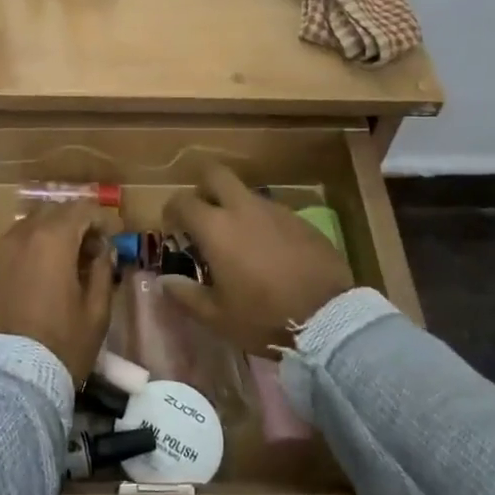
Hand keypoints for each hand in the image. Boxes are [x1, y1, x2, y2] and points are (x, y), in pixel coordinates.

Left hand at [0, 203, 115, 386]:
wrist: (9, 380)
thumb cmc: (61, 344)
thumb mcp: (96, 312)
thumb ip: (103, 272)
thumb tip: (104, 252)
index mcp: (52, 240)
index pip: (80, 210)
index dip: (99, 220)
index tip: (110, 240)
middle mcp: (21, 237)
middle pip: (51, 213)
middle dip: (72, 224)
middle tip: (88, 251)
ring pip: (26, 229)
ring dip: (47, 237)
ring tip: (61, 265)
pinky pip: (9, 252)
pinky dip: (26, 256)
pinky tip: (35, 282)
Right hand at [161, 165, 353, 355]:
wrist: (330, 319)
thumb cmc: (263, 317)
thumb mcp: (217, 317)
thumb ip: (186, 295)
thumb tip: (164, 282)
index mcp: (216, 227)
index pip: (182, 201)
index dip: (172, 211)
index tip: (173, 229)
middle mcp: (243, 208)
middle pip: (215, 174)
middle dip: (203, 188)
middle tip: (203, 216)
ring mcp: (276, 210)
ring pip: (246, 194)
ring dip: (235, 208)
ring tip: (239, 241)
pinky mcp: (302, 220)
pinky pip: (273, 212)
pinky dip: (263, 223)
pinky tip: (269, 252)